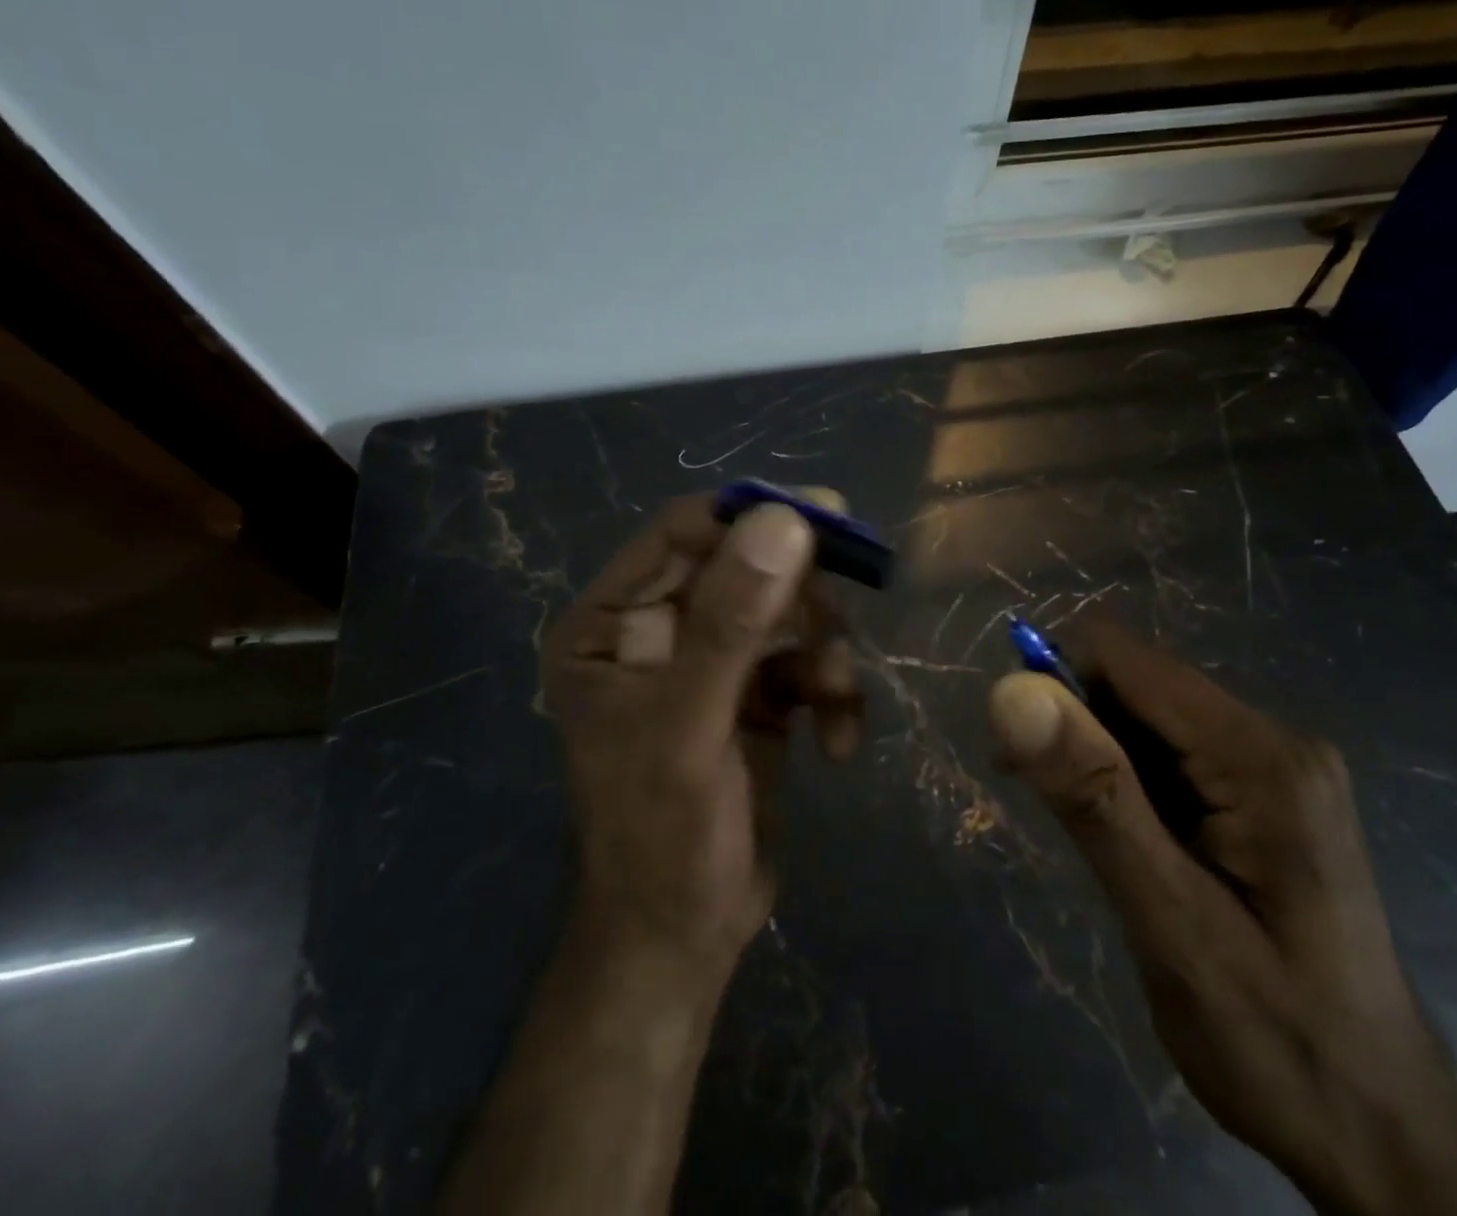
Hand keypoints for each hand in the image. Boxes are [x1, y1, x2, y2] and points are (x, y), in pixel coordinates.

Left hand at [541, 492, 862, 981]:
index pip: (683, 532)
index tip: (826, 516)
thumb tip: (786, 520)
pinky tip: (838, 744)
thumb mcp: (692, 727)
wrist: (684, 940)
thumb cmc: (662, 840)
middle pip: (745, 566)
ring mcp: (708, 661)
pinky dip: (830, 693)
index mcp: (612, 622)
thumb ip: (733, 624)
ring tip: (835, 702)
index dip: (751, 516)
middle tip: (844, 614)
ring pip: (785, 612)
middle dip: (801, 594)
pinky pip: (803, 662)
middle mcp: (657, 630)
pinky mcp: (751, 694)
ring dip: (822, 653)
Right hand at [987, 617, 1456, 1215]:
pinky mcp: (1262, 797)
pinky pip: (1170, 756)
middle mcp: (1272, 741)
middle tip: (1042, 803)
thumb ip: (1093, 796)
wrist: (1382, 1137)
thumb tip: (1011, 689)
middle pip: (1137, 684)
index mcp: (1259, 757)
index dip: (1056, 680)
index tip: (1014, 746)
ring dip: (1095, 756)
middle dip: (1074, 724)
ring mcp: (1272, 769)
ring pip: (1147, 719)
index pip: (1126, 659)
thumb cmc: (1276, 1042)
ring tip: (1082, 834)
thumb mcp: (1169, 921)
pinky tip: (1120, 837)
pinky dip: (1124, 780)